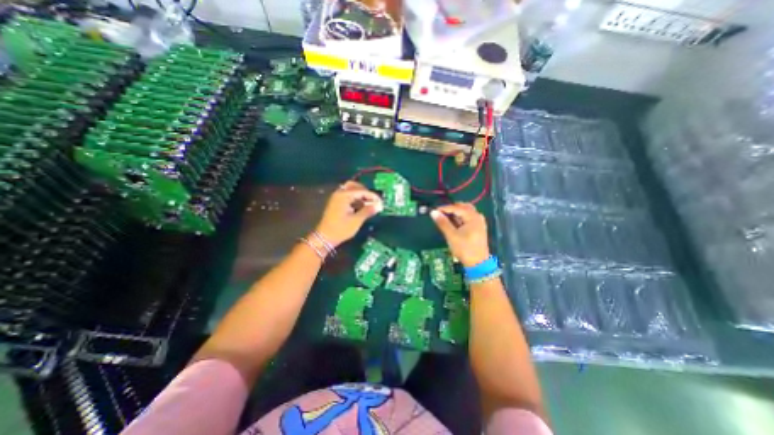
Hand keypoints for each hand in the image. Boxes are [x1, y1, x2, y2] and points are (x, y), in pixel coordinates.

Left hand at [314, 179, 383, 247]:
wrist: (324, 238)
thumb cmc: (341, 229)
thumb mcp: (356, 220)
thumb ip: (368, 211)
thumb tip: (379, 205)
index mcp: (344, 195)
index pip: (362, 191)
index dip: (373, 196)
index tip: (381, 202)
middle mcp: (339, 193)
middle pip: (355, 186)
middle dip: (366, 192)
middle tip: (374, 200)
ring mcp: (337, 198)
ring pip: (351, 191)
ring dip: (360, 195)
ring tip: (369, 204)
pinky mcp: (336, 204)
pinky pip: (348, 196)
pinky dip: (355, 199)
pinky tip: (361, 206)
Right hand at [430, 203, 488, 267]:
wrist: (478, 264)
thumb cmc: (464, 249)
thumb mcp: (451, 235)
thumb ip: (442, 222)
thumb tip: (433, 212)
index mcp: (473, 217)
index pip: (457, 207)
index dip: (445, 208)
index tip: (434, 210)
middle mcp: (477, 217)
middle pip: (463, 207)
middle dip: (451, 208)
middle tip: (440, 213)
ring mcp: (479, 222)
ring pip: (466, 212)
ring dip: (456, 213)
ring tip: (446, 218)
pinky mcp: (478, 228)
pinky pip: (468, 218)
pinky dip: (460, 218)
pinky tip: (453, 223)